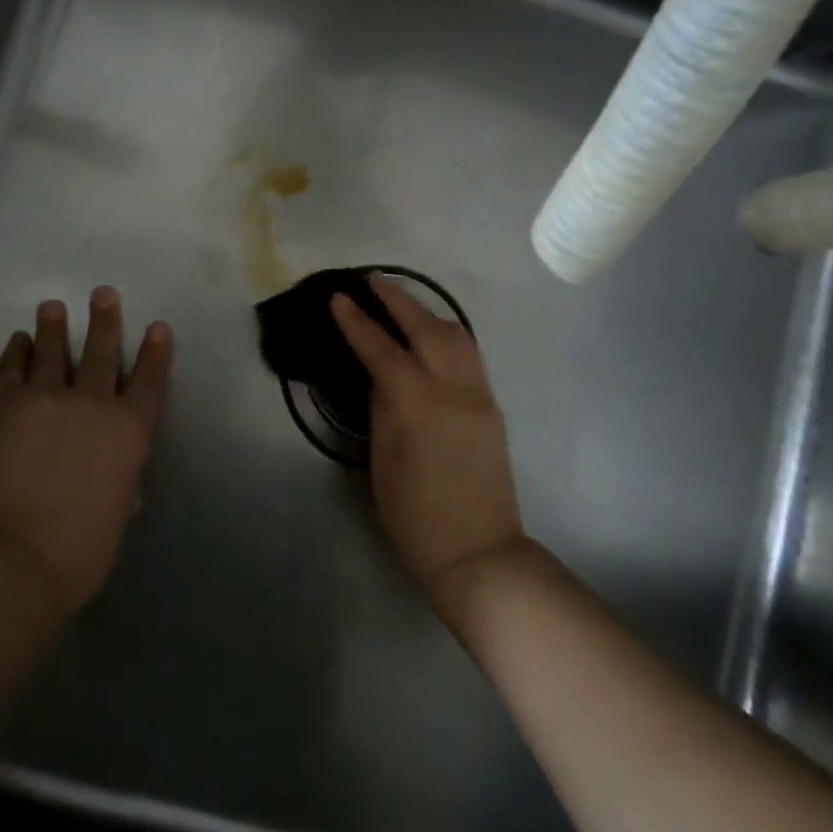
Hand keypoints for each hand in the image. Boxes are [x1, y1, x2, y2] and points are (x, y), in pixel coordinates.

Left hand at [0, 288, 173, 612]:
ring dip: (54, 327)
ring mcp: (45, 399)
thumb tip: (120, 477)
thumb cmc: (78, 552)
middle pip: (102, 352)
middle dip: (105, 321)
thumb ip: (121, 485)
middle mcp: (93, 404)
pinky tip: (17, 340)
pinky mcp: (2, 405)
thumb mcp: (116, 517)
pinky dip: (15, 352)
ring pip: (53, 351)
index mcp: (130, 432)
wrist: (11, 557)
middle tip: (103, 293)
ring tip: (53, 305)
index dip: (156, 353)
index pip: (149, 382)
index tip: (158, 327)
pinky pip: (11, 369)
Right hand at [330, 276, 524, 607]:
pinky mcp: (492, 406)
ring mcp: (479, 395)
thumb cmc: (414, 516)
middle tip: (373, 280)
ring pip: (456, 334)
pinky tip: (430, 335)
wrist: (478, 551)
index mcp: (418, 405)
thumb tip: (381, 374)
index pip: (382, 349)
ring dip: (427, 312)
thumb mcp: (382, 462)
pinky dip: (446, 334)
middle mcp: (454, 389)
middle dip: (398, 300)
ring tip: (402, 302)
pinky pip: (469, 355)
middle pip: (426, 328)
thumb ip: (382, 408)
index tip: (340, 297)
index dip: (358, 322)